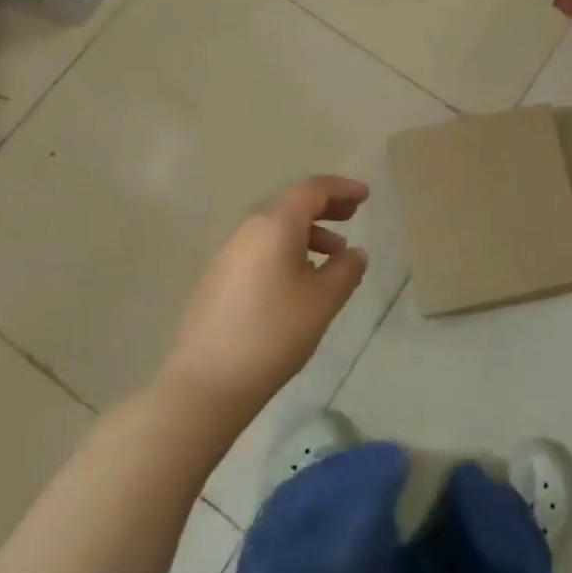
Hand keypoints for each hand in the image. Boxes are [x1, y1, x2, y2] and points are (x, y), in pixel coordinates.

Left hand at [161, 175, 369, 420]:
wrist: (206, 383)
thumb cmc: (274, 332)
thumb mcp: (324, 300)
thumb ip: (346, 270)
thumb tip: (354, 253)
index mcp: (275, 224)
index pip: (313, 189)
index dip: (342, 189)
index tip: (365, 195)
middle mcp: (248, 229)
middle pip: (291, 204)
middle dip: (325, 206)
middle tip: (352, 215)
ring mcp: (228, 254)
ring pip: (274, 228)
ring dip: (307, 232)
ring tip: (333, 255)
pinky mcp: (217, 279)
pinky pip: (260, 249)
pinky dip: (286, 250)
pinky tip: (298, 280)